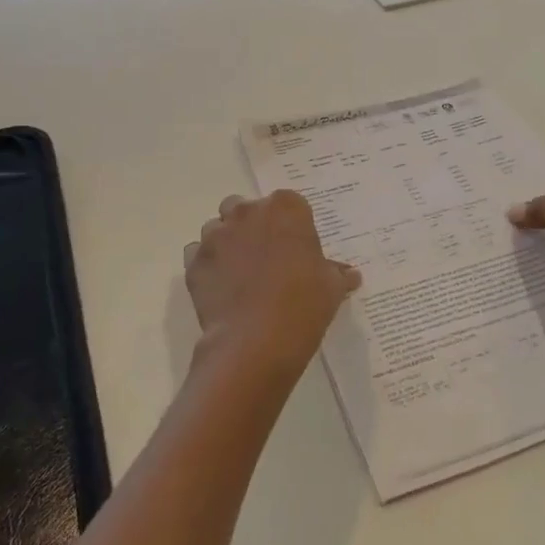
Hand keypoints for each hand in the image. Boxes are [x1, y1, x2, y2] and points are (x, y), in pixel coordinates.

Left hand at [184, 191, 360, 387]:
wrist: (256, 341)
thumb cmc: (303, 304)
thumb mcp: (331, 288)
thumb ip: (337, 274)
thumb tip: (350, 274)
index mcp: (285, 208)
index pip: (288, 203)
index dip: (291, 225)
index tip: (295, 247)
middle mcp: (247, 212)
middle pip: (245, 208)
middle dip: (252, 226)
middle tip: (265, 257)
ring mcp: (216, 235)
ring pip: (217, 228)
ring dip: (227, 242)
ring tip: (240, 274)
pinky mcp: (193, 261)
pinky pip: (197, 254)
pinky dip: (207, 265)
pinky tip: (220, 288)